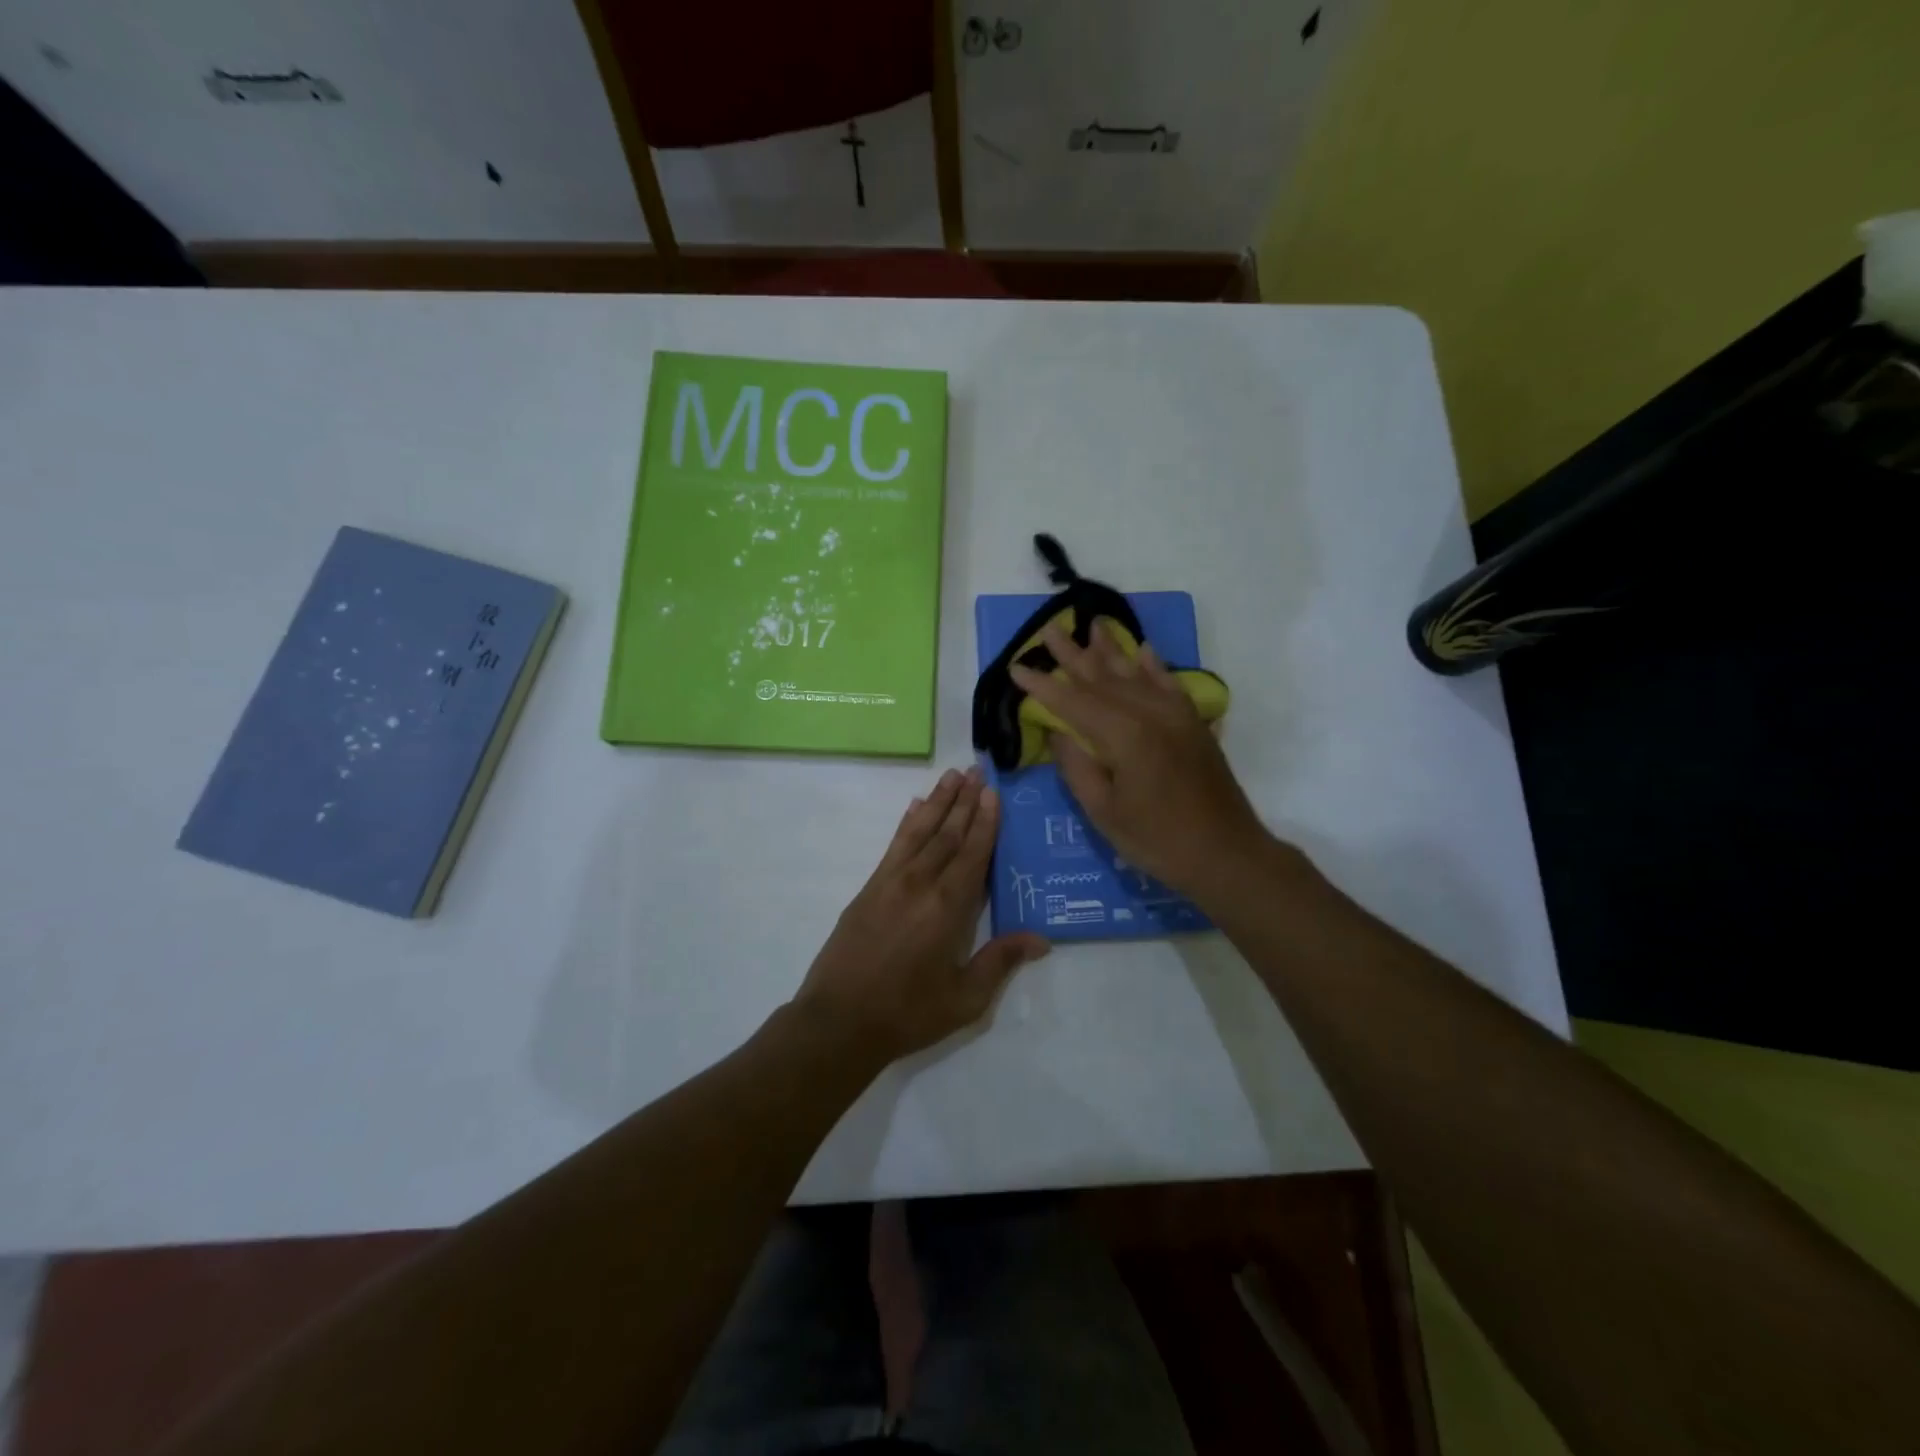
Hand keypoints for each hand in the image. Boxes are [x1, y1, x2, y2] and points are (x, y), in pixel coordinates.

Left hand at [795, 767, 1049, 1062]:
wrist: (839, 1021)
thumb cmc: (908, 1013)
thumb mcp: (964, 998)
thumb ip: (1000, 962)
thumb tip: (1041, 939)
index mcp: (947, 907)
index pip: (972, 853)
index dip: (985, 821)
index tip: (992, 792)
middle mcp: (920, 883)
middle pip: (947, 833)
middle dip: (964, 800)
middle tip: (977, 769)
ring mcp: (890, 882)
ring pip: (919, 831)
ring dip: (937, 802)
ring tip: (951, 776)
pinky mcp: (869, 889)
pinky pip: (893, 846)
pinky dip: (906, 823)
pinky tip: (913, 807)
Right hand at [1010, 621, 1268, 896]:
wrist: (1227, 854)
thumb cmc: (1158, 841)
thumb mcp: (1103, 812)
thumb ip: (1076, 767)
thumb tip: (1056, 733)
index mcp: (1124, 737)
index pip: (1073, 702)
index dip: (1042, 686)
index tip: (1016, 667)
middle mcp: (1151, 714)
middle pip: (1103, 677)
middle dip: (1072, 654)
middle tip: (1048, 629)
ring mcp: (1176, 715)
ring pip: (1135, 674)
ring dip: (1110, 649)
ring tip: (1090, 625)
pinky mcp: (1193, 723)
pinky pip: (1169, 684)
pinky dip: (1153, 665)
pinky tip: (1142, 649)